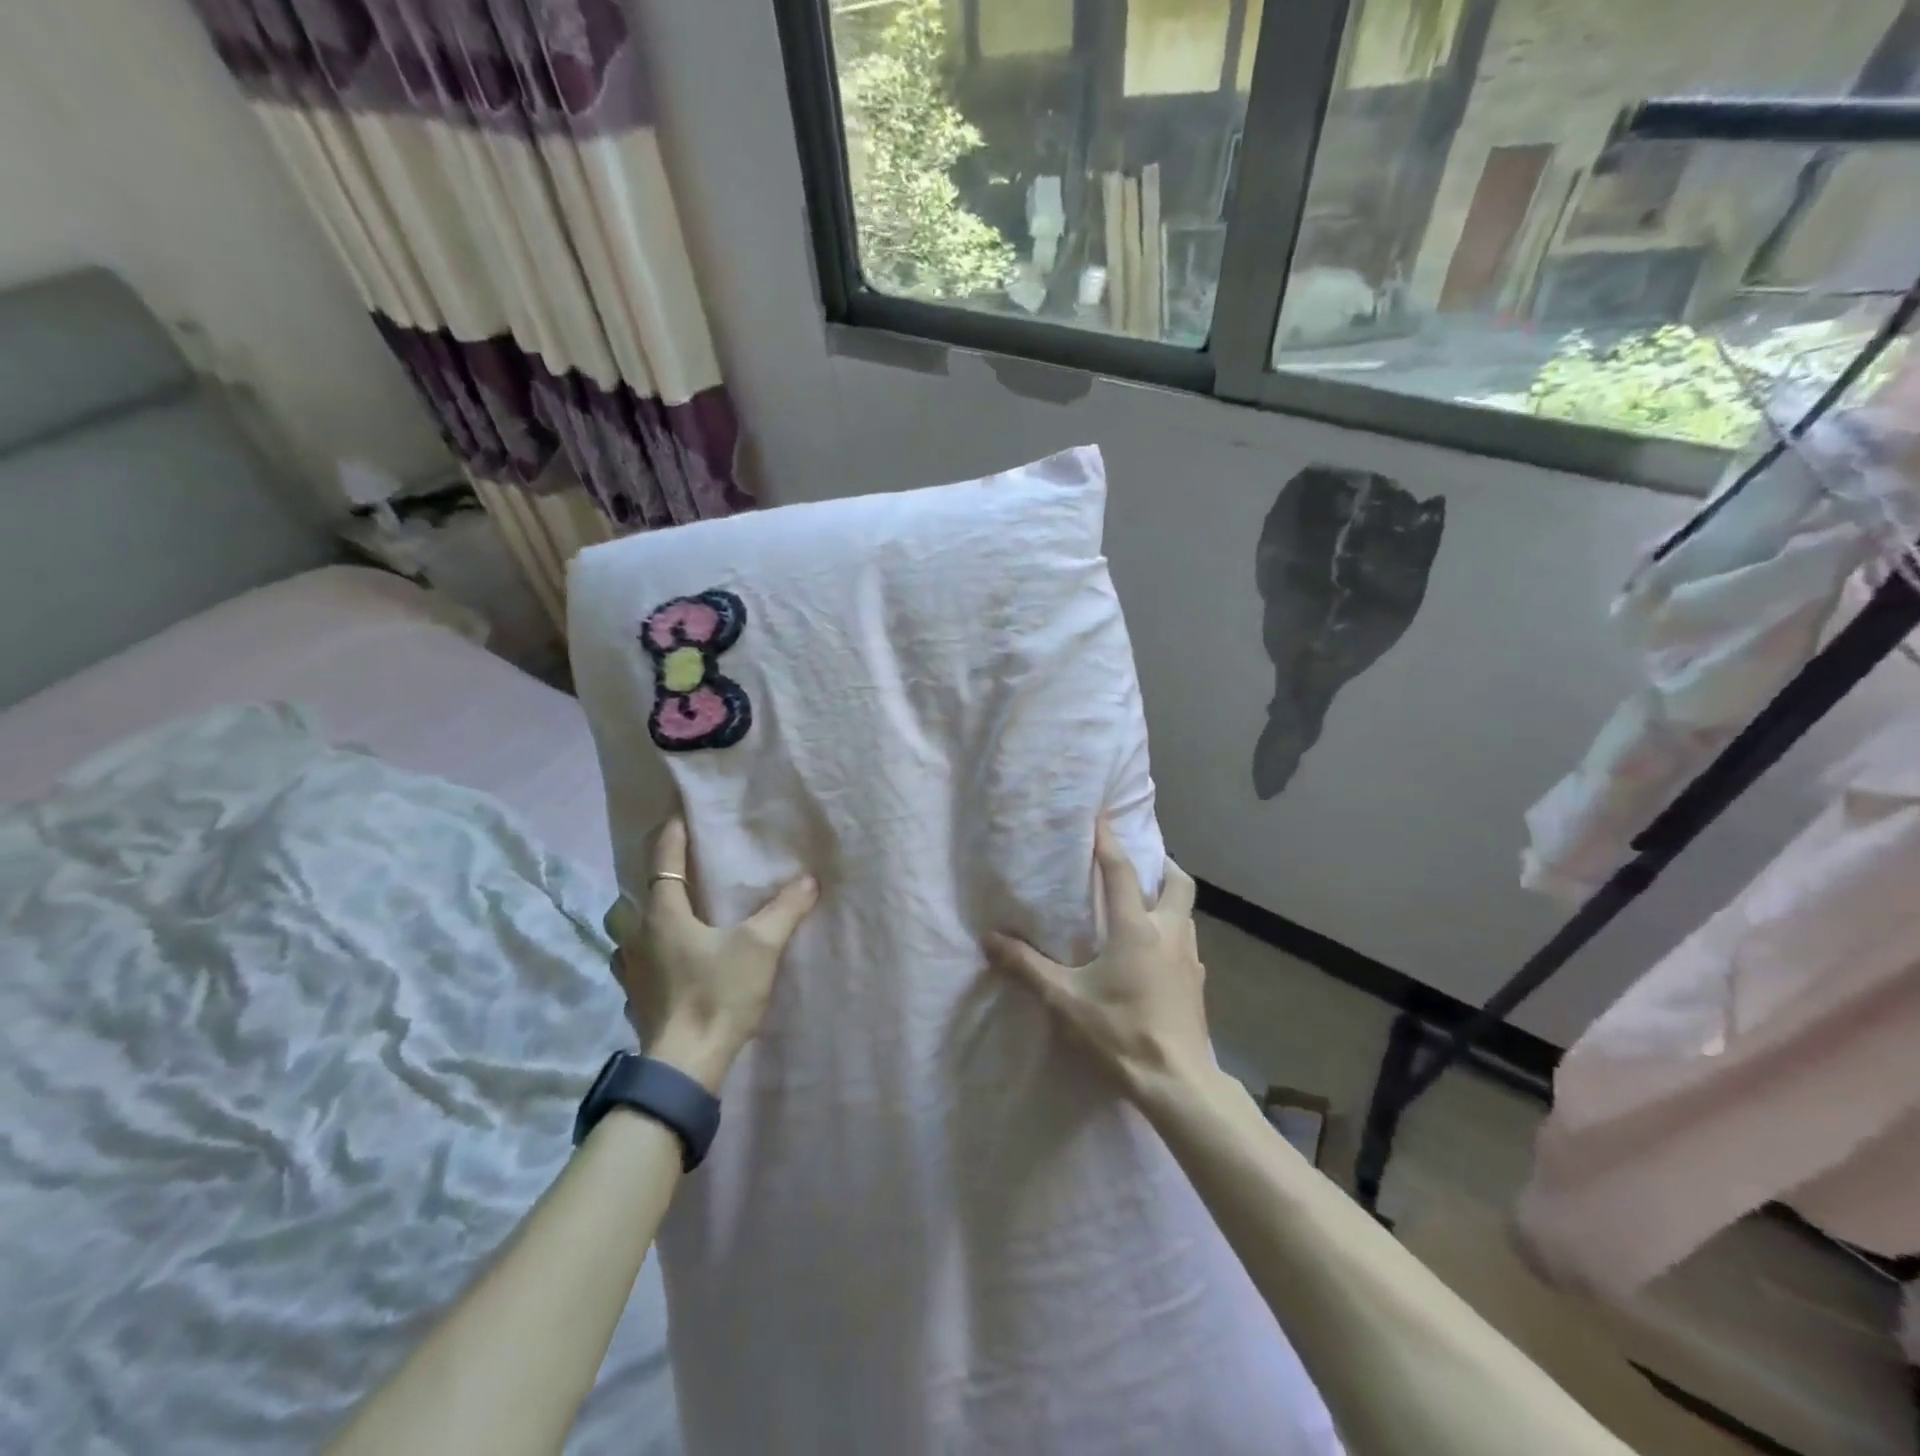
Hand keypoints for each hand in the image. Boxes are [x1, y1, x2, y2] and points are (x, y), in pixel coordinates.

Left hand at [604, 817, 818, 1092]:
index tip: (675, 815)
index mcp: (664, 916)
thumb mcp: (760, 948)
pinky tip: (664, 963)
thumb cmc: (718, 996)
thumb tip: (808, 880)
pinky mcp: (634, 999)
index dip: (669, 836)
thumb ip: (785, 910)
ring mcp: (630, 971)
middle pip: (630, 898)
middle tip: (673, 874)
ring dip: (640, 919)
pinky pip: (631, 963)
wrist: (685, 1066)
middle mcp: (638, 937)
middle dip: (647, 881)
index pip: (663, 863)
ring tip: (666, 917)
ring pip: (624, 933)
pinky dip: (643, 954)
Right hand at [985, 820, 1210, 1097]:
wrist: (1178, 1083)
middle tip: (1140, 862)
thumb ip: (1026, 967)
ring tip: (1144, 905)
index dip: (1108, 841)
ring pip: (1187, 912)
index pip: (1121, 871)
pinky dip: (1174, 932)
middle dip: (1161, 864)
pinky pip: (1188, 942)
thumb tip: (989, 938)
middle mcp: (1169, 932)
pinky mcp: (1198, 983)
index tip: (1100, 815)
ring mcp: (1191, 958)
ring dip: (1169, 899)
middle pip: (1178, 882)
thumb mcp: (1064, 1000)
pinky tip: (1156, 954)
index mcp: (1136, 928)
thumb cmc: (1120, 1033)